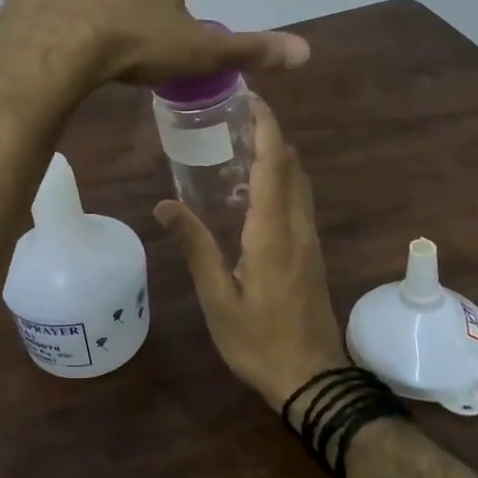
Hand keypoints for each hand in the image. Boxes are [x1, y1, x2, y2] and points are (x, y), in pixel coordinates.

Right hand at [156, 95, 348, 411]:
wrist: (313, 379)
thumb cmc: (259, 342)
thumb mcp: (218, 300)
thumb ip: (196, 248)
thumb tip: (164, 205)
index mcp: (273, 234)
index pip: (274, 165)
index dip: (266, 127)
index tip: (250, 98)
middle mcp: (297, 228)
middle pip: (291, 166)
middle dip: (268, 134)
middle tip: (231, 118)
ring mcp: (309, 240)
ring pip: (298, 182)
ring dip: (275, 156)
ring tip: (235, 147)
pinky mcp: (310, 252)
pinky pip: (298, 201)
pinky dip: (278, 180)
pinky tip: (248, 191)